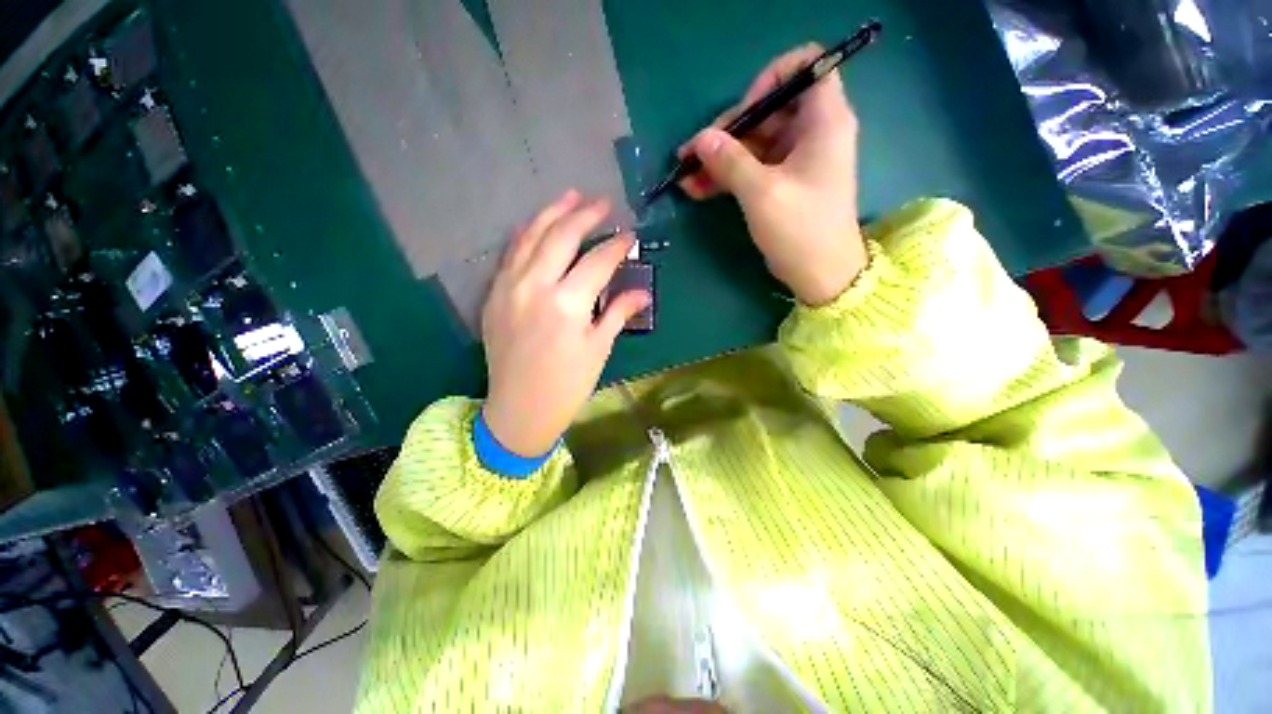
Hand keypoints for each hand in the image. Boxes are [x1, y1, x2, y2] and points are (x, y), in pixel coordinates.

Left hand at [481, 191, 650, 456]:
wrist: (519, 410)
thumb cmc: (567, 385)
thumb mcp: (598, 349)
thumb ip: (618, 312)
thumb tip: (643, 292)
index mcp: (567, 304)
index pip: (598, 261)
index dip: (617, 245)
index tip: (630, 234)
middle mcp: (535, 286)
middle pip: (562, 237)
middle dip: (586, 215)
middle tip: (604, 202)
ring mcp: (509, 287)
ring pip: (531, 236)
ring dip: (553, 213)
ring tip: (571, 196)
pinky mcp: (494, 294)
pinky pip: (511, 253)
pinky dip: (527, 233)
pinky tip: (538, 224)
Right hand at [681, 44, 867, 305]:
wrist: (820, 274)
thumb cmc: (800, 229)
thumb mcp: (762, 193)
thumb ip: (730, 161)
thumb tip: (700, 139)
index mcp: (824, 120)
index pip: (807, 66)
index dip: (771, 79)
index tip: (744, 111)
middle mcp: (813, 132)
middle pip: (768, 110)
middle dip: (728, 130)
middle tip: (694, 154)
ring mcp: (797, 159)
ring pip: (755, 143)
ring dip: (720, 158)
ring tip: (686, 176)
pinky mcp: (784, 183)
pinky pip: (753, 167)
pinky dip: (728, 175)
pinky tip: (698, 189)